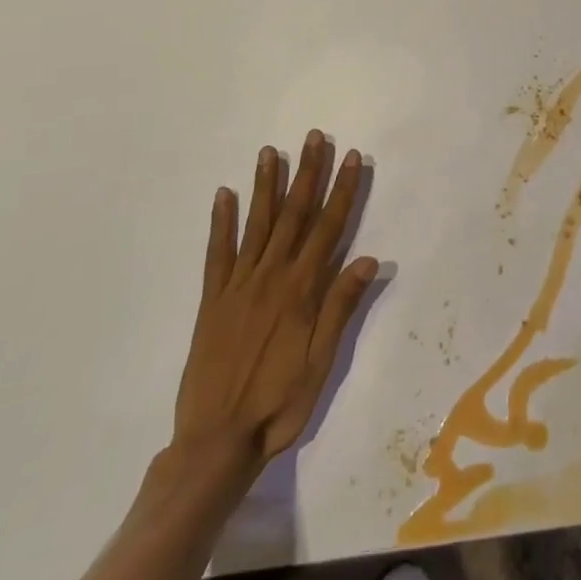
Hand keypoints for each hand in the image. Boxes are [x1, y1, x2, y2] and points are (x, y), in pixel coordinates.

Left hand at [171, 131, 378, 476]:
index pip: (328, 227)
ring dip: (266, 185)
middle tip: (314, 137)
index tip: (350, 156)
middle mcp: (271, 277)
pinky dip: (220, 222)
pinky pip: (217, 253)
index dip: (342, 190)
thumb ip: (340, 308)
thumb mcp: (320, 363)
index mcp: (301, 290)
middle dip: (307, 173)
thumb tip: (368, 258)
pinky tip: (223, 195)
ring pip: (257, 224)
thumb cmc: (278, 405)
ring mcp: (238, 285)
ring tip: (271, 152)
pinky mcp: (212, 300)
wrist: (215, 442)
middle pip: (294, 214)